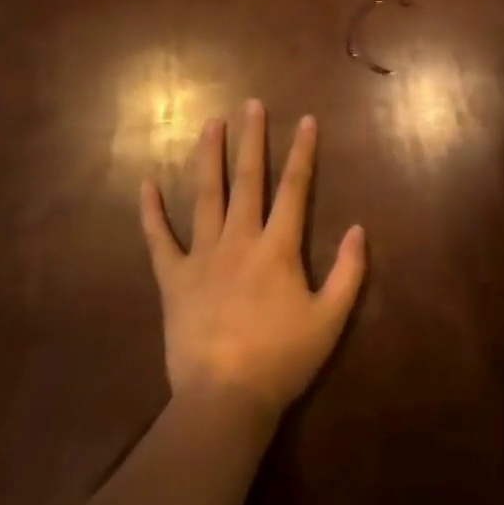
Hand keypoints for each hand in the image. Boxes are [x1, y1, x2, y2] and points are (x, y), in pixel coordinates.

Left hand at [139, 101, 365, 422]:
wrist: (224, 400)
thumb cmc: (282, 359)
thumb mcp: (330, 320)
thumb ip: (348, 272)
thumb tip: (358, 228)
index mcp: (278, 247)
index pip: (294, 188)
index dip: (302, 152)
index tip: (306, 120)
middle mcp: (240, 239)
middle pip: (247, 180)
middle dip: (251, 140)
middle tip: (251, 104)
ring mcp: (202, 256)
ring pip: (205, 196)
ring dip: (208, 157)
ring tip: (210, 124)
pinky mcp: (174, 279)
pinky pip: (159, 241)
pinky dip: (151, 213)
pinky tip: (145, 184)